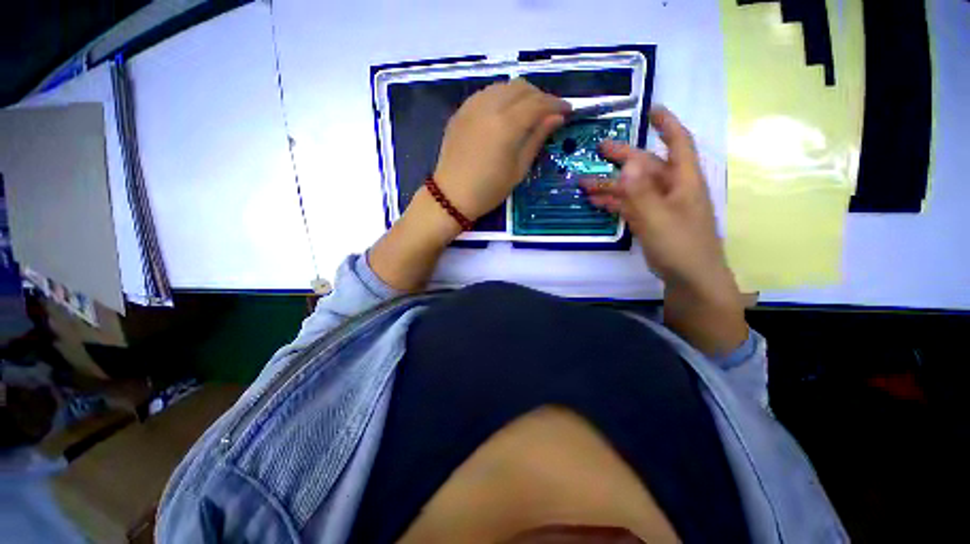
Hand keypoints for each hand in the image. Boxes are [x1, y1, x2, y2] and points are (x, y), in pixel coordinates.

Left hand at [369, 80, 568, 292]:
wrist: (451, 196)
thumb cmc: (489, 190)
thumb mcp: (519, 169)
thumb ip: (537, 139)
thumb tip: (556, 117)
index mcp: (507, 124)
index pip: (538, 103)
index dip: (556, 104)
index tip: (568, 110)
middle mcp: (489, 106)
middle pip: (521, 87)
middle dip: (540, 96)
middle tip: (548, 113)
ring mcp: (472, 106)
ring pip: (503, 86)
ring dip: (520, 94)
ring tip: (527, 113)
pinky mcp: (461, 111)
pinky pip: (486, 94)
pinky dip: (501, 98)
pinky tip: (504, 114)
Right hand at [582, 106, 746, 354]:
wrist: (690, 279)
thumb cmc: (681, 246)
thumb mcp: (658, 218)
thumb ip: (641, 192)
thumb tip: (628, 163)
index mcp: (683, 181)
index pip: (678, 143)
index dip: (667, 124)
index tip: (652, 109)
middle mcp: (672, 189)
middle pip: (646, 166)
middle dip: (623, 156)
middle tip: (599, 149)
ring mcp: (659, 206)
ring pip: (633, 188)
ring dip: (610, 184)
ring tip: (584, 182)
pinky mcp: (650, 221)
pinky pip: (629, 206)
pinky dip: (613, 202)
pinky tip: (596, 201)